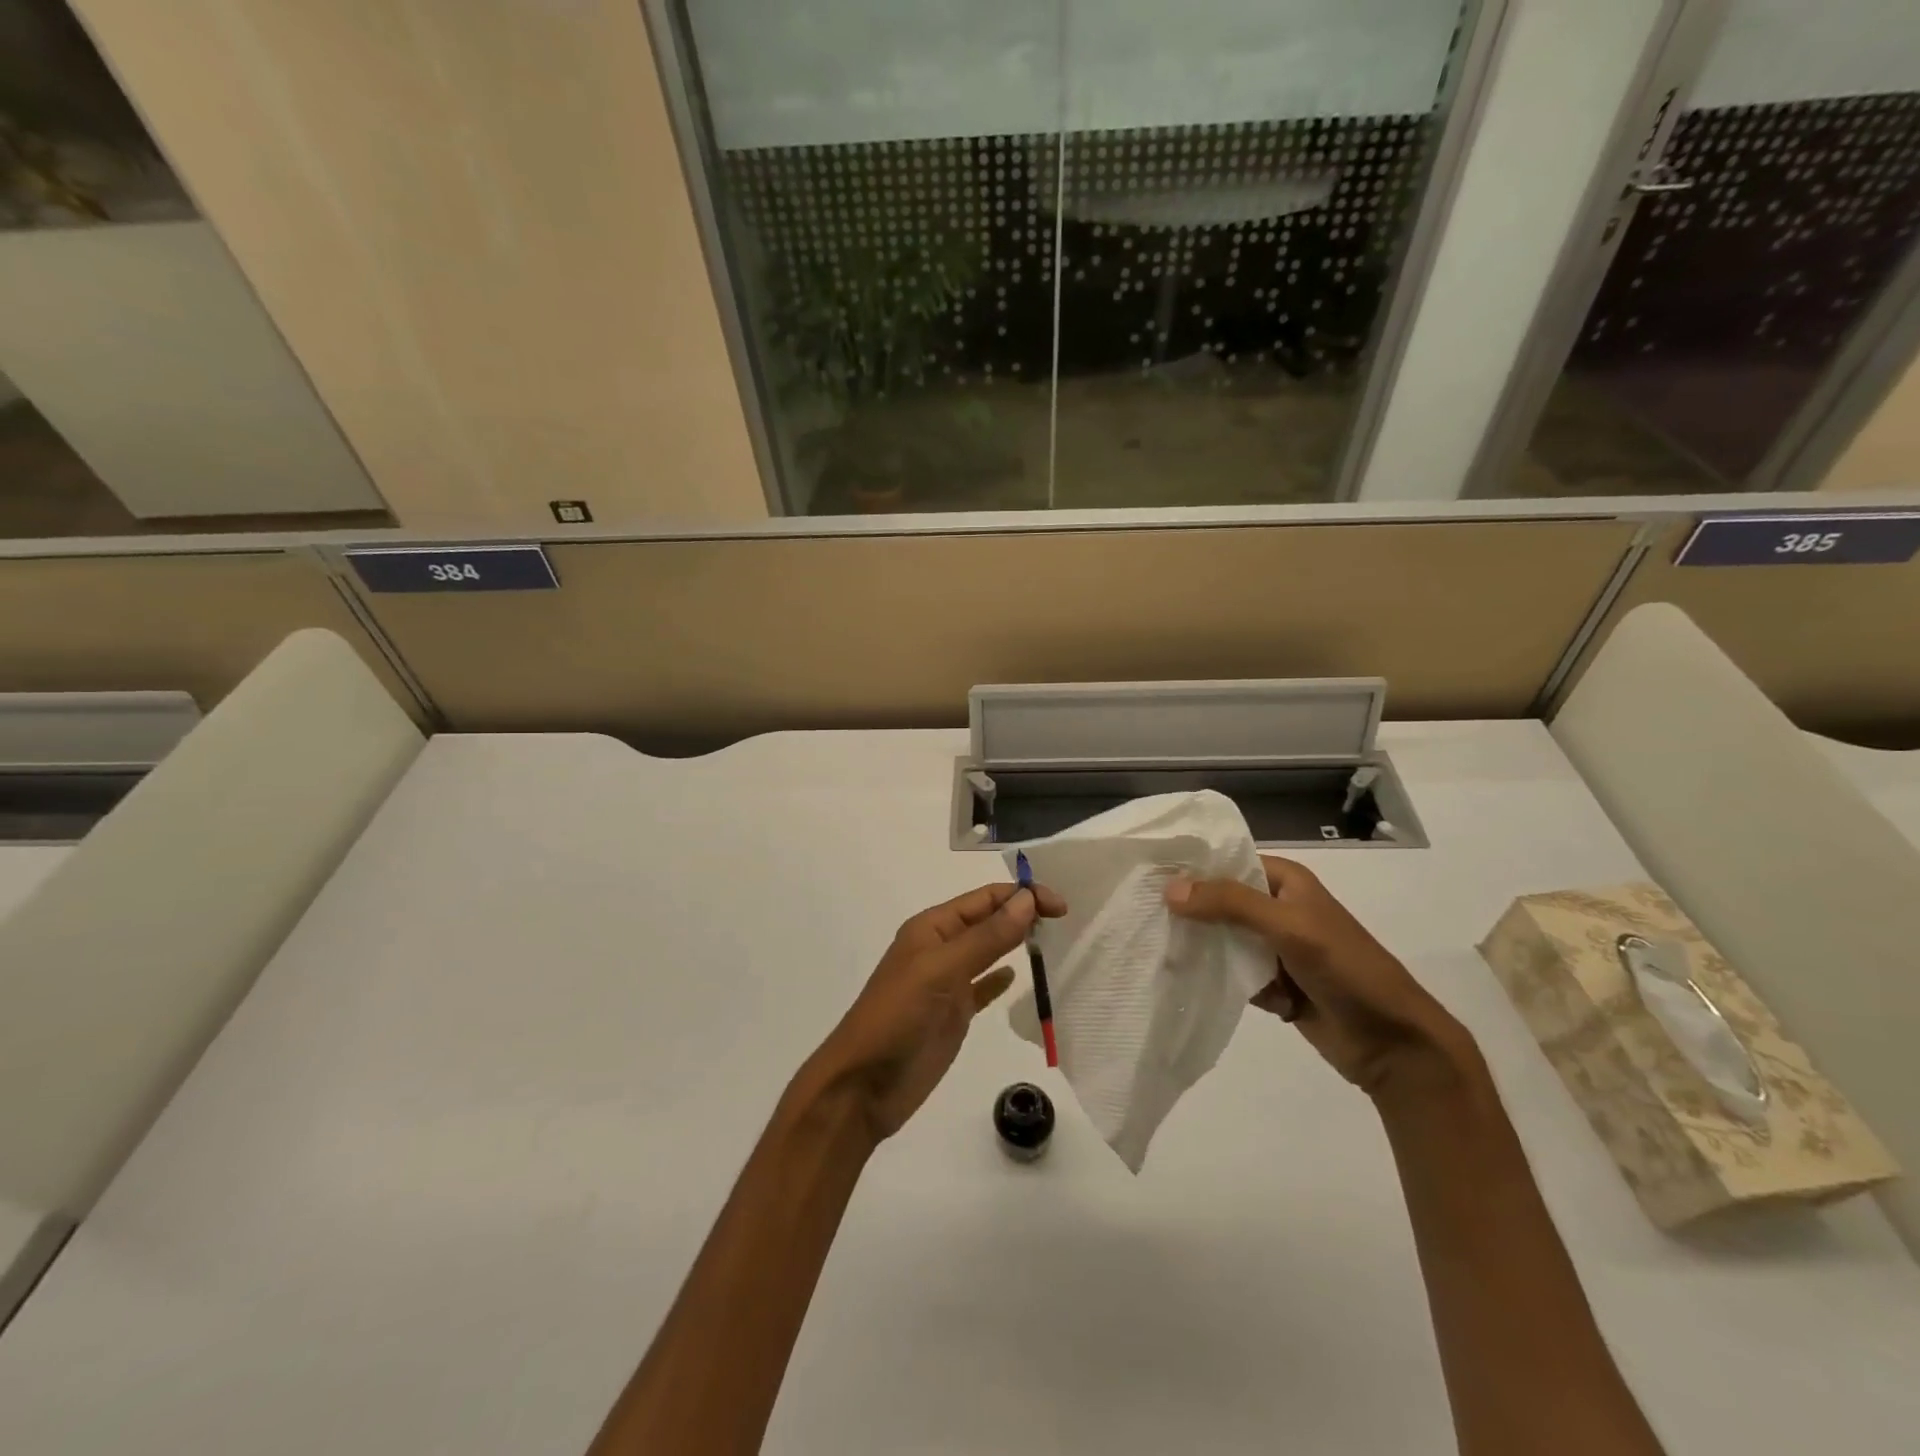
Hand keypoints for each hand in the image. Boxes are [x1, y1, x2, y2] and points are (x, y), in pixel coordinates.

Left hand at [798, 882, 1066, 1141]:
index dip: (1021, 896)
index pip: (984, 899)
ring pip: (988, 951)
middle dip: (1022, 913)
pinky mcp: (952, 1014)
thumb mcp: (942, 970)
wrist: (863, 1086)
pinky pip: (982, 987)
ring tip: (1051, 938)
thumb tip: (1027, 900)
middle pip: (988, 920)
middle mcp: (940, 948)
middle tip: (1064, 919)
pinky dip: (999, 979)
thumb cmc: (898, 1017)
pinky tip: (1016, 977)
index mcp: (932, 928)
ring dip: (1014, 940)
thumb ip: (986, 937)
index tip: (1061, 906)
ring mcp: (946, 982)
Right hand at [1166, 856, 1472, 1098]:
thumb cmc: (1347, 969)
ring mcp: (1275, 948)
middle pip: (1220, 901)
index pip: (1229, 862)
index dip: (1192, 867)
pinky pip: (1232, 973)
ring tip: (1152, 947)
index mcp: (1287, 882)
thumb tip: (1169, 889)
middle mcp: (1278, 909)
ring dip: (1199, 947)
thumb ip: (1230, 904)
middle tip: (1139, 913)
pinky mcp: (1273, 984)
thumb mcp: (1289, 926)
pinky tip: (1183, 980)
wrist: (1394, 1043)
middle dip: (1188, 910)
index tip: (1145, 873)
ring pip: (1223, 939)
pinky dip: (1215, 978)